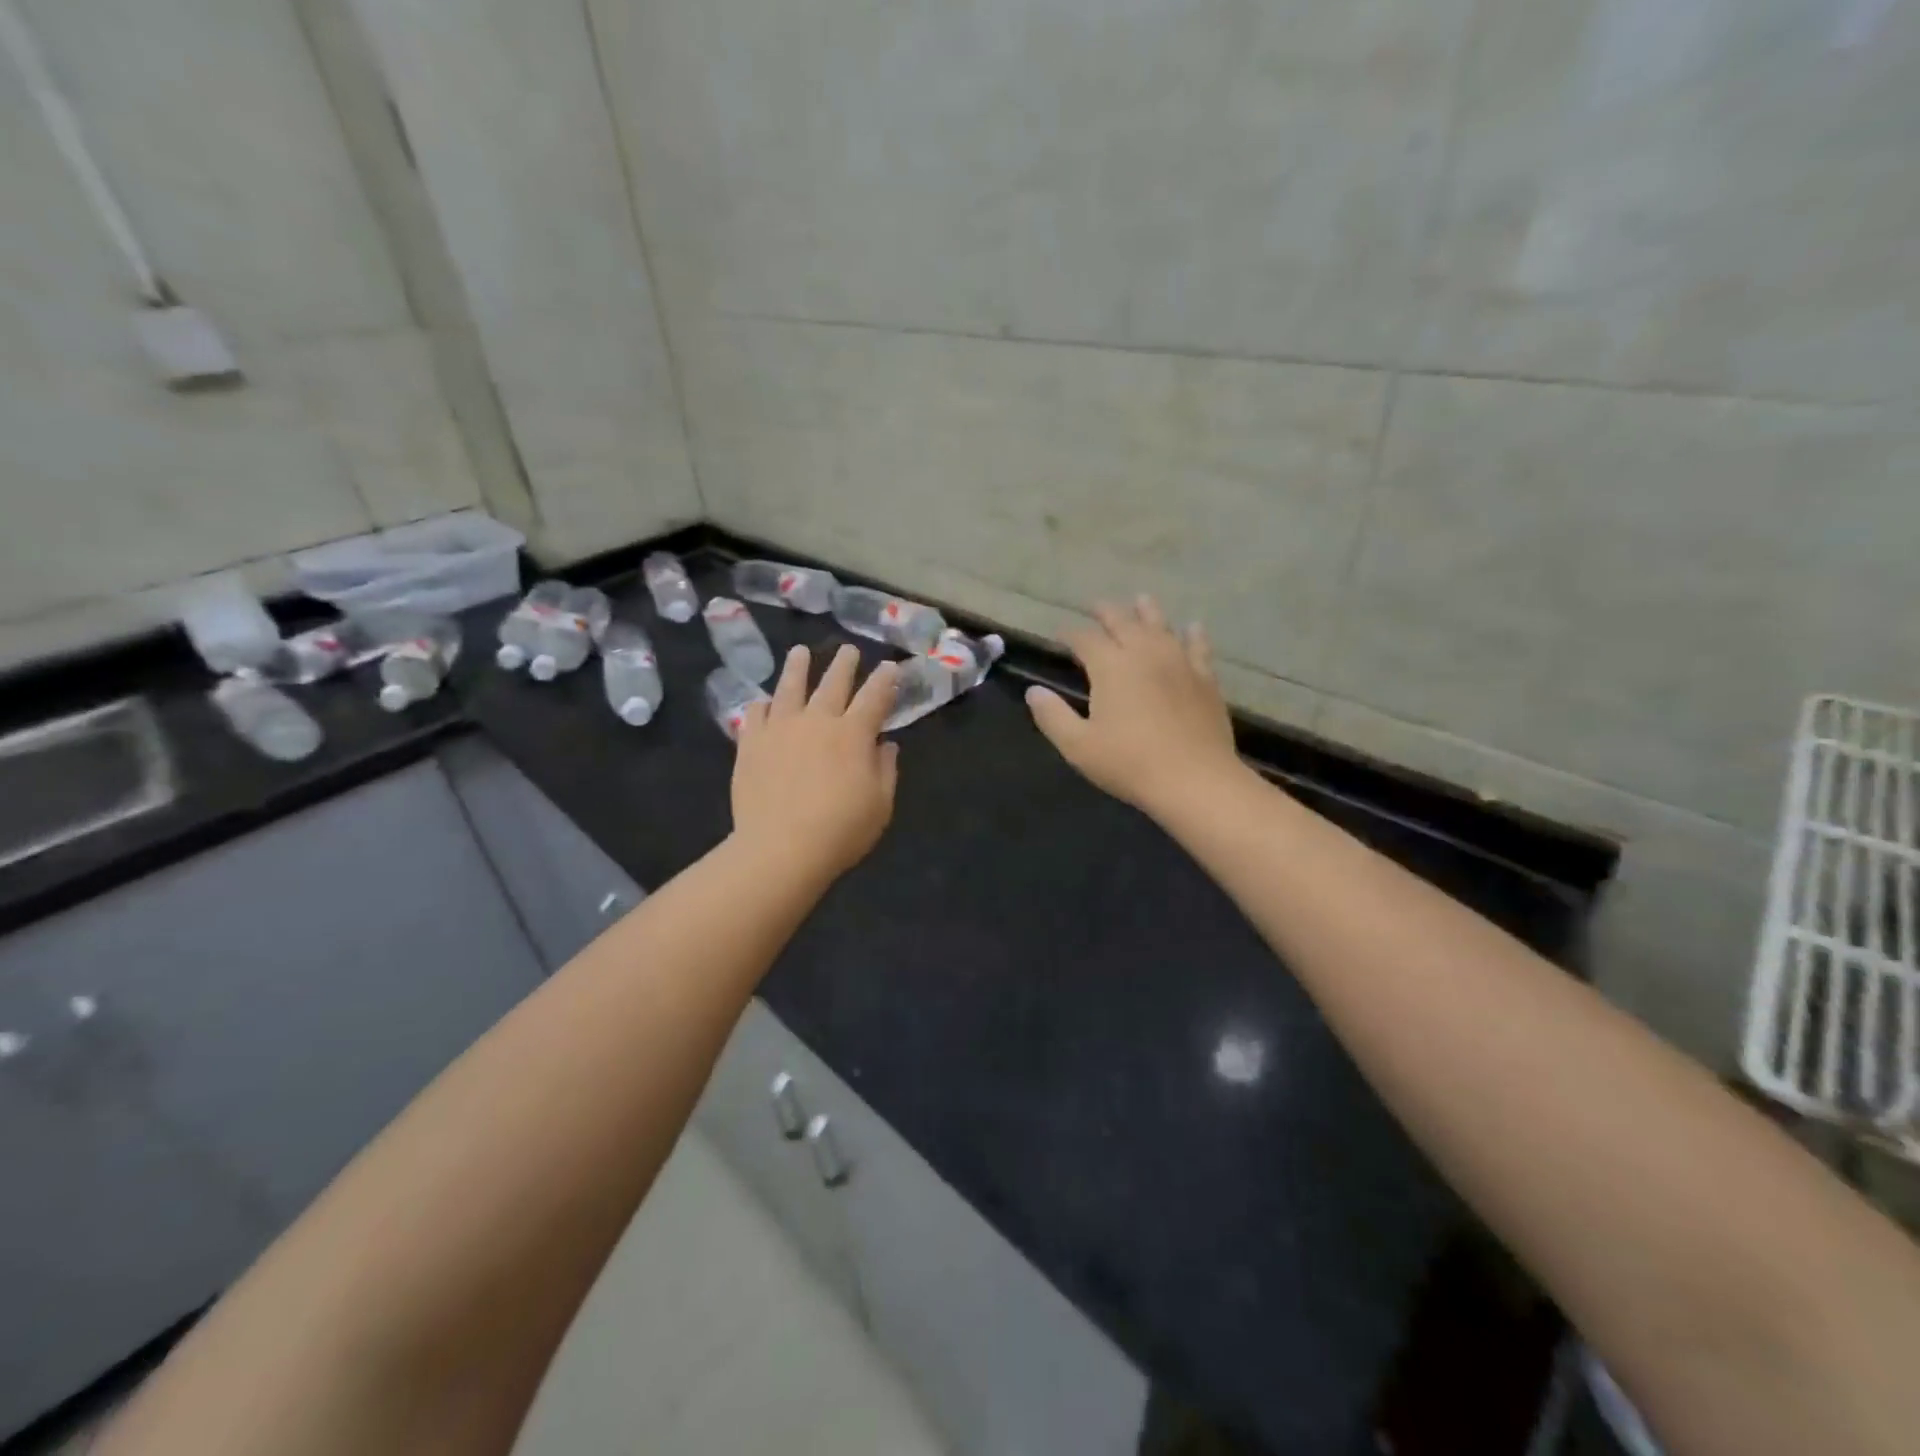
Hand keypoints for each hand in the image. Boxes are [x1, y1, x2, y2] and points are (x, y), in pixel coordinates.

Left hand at [732, 644, 900, 880]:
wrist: (781, 848)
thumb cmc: (840, 830)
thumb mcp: (880, 805)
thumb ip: (886, 770)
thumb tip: (885, 744)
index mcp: (853, 734)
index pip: (875, 697)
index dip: (885, 679)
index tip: (890, 666)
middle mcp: (817, 720)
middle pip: (833, 682)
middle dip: (844, 663)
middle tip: (849, 649)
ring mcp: (780, 728)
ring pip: (790, 687)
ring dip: (798, 667)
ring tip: (800, 652)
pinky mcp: (751, 743)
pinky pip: (755, 714)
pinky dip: (762, 705)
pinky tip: (763, 702)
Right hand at [1026, 596, 1243, 817]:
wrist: (1195, 780)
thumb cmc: (1129, 763)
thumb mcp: (1078, 746)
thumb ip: (1052, 715)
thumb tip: (1033, 691)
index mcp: (1111, 666)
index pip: (1084, 639)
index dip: (1070, 634)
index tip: (1060, 634)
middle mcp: (1144, 653)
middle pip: (1123, 622)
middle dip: (1106, 613)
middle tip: (1095, 606)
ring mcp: (1179, 663)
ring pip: (1160, 626)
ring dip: (1147, 612)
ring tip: (1141, 601)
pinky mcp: (1205, 679)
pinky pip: (1198, 647)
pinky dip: (1193, 634)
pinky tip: (1192, 627)